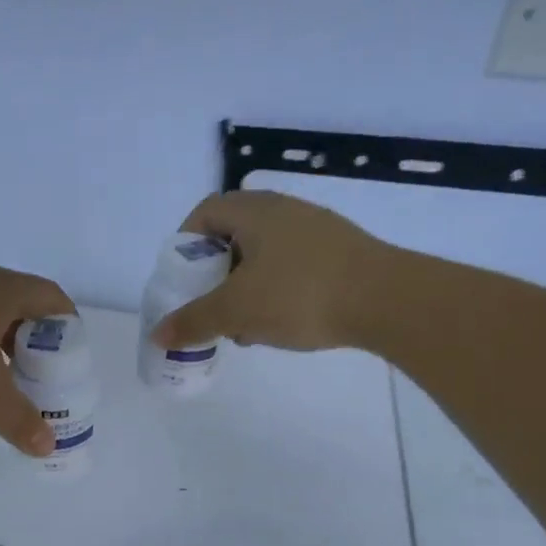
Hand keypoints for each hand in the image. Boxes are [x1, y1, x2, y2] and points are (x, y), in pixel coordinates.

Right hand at [152, 191, 389, 351]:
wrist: (387, 300)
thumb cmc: (300, 295)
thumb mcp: (236, 311)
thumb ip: (194, 321)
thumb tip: (158, 335)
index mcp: (254, 211)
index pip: (205, 212)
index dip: (185, 243)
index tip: (181, 279)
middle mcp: (284, 210)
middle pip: (233, 235)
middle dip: (214, 273)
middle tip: (209, 305)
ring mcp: (316, 229)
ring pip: (263, 254)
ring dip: (244, 286)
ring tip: (243, 325)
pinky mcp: (339, 252)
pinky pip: (291, 265)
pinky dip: (274, 290)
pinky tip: (280, 324)